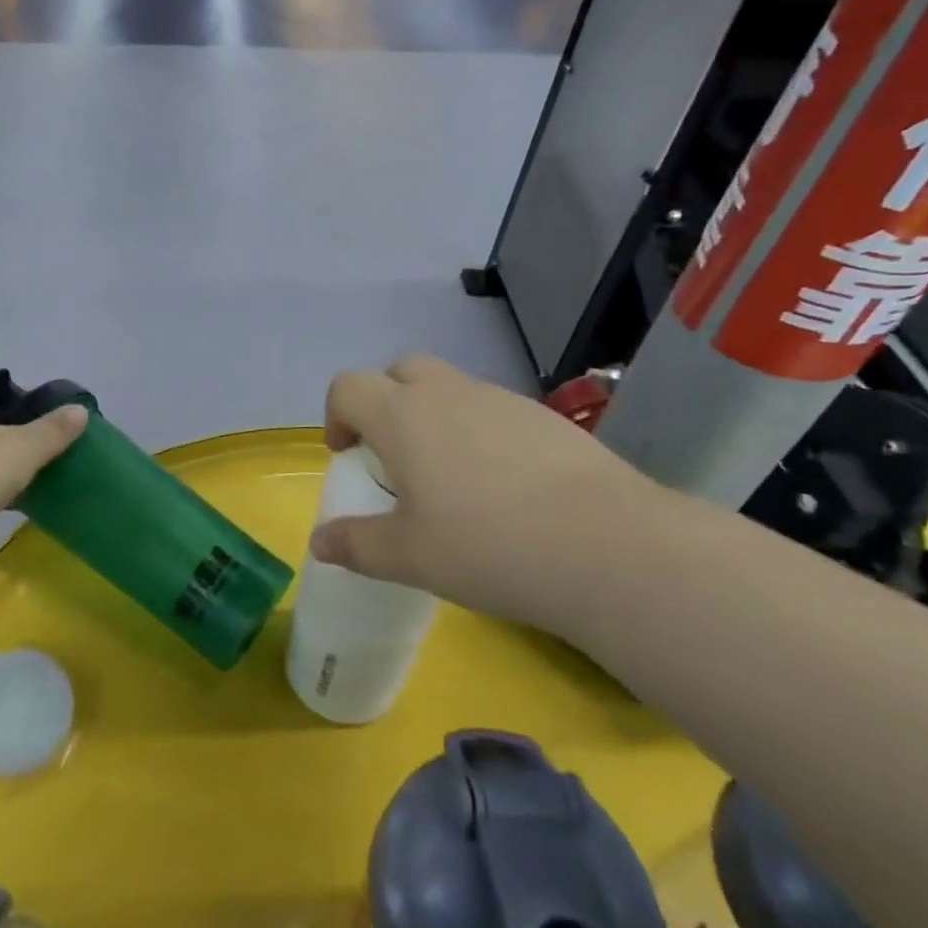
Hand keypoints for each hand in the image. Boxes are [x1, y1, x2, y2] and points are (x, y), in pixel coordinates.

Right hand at [309, 354, 660, 643]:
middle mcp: (448, 393)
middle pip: (400, 370)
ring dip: (435, 417)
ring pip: (450, 388)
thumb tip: (318, 543)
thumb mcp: (408, 557)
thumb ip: (356, 545)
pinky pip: (494, 411)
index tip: (348, 456)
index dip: (337, 415)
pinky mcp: (546, 418)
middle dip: (386, 402)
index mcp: (403, 416)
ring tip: (453, 481)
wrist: (608, 546)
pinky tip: (506, 488)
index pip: (348, 386)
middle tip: (396, 457)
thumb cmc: (487, 546)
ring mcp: (501, 400)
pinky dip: (481, 433)